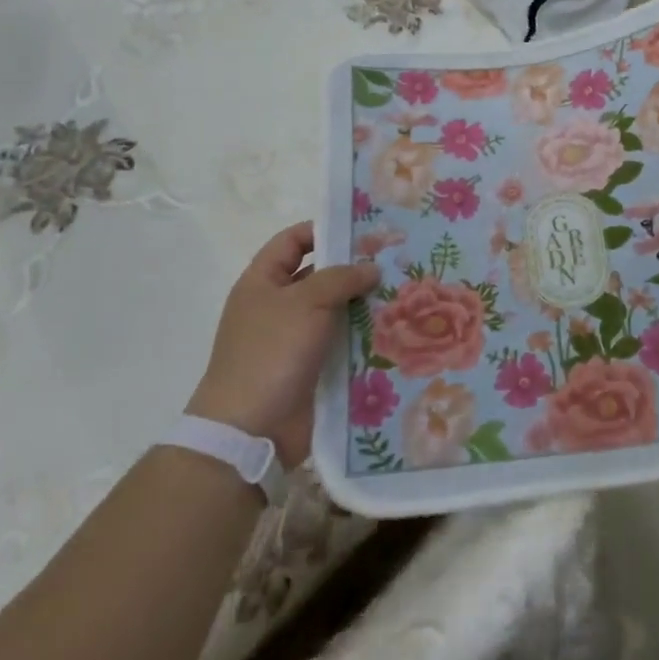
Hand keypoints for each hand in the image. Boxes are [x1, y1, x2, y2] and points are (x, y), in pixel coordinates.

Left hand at [188, 221, 377, 466]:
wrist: (250, 430)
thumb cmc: (271, 352)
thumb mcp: (306, 302)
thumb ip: (341, 277)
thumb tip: (371, 268)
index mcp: (263, 282)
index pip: (293, 241)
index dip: (323, 230)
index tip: (364, 228)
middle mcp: (278, 306)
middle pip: (320, 276)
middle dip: (355, 268)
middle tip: (398, 259)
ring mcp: (296, 340)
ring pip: (337, 311)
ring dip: (366, 304)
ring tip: (408, 292)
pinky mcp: (313, 369)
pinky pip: (343, 343)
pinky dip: (366, 337)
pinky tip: (399, 328)